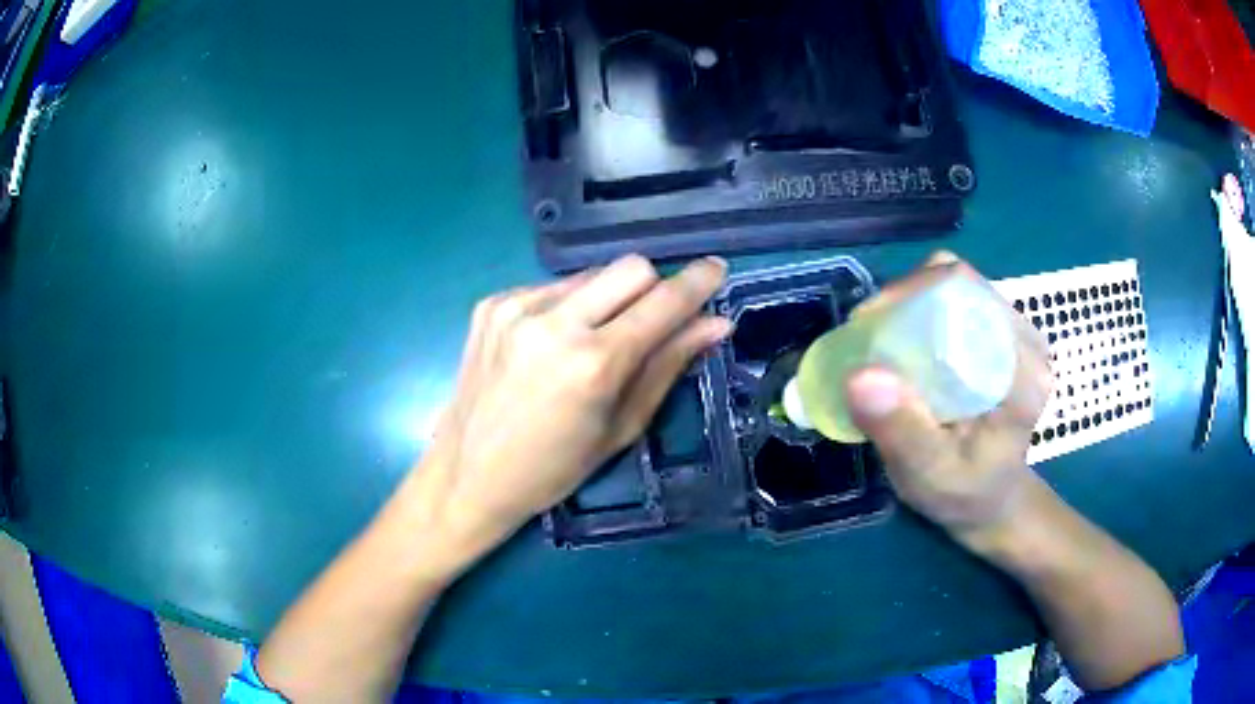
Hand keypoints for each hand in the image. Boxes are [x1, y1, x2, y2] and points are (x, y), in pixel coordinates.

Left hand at [412, 254, 730, 560]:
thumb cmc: (553, 469)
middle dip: (652, 289)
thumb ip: (669, 366)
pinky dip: (568, 307)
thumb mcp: (621, 427)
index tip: (717, 270)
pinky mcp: (492, 303)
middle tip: (649, 324)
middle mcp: (554, 322)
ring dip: (608, 299)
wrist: (467, 473)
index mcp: (593, 363)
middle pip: (631, 267)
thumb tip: (715, 324)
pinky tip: (552, 345)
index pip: (663, 302)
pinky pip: (553, 287)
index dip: (697, 283)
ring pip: (591, 275)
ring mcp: (516, 307)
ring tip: (591, 342)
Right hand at [844, 252, 1052, 540]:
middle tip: (868, 337)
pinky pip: (957, 302)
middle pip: (960, 284)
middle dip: (905, 299)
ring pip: (955, 288)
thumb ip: (902, 431)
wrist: (991, 501)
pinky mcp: (1002, 337)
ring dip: (911, 304)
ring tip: (883, 342)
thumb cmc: (964, 494)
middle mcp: (1026, 340)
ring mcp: (1016, 334)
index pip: (967, 295)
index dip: (911, 294)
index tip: (869, 327)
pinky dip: (922, 313)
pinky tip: (906, 346)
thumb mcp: (929, 475)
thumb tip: (860, 375)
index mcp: (1023, 370)